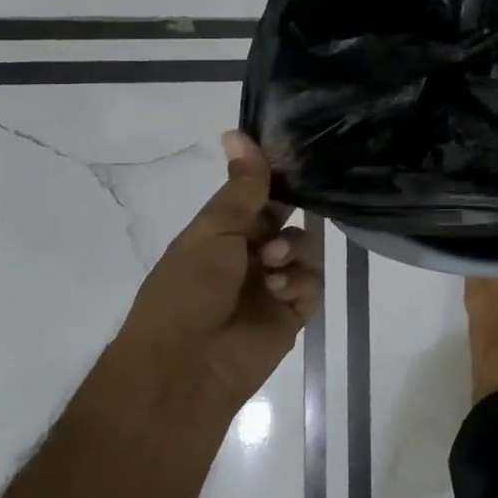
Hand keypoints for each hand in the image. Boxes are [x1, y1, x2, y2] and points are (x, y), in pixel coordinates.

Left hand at [123, 131, 320, 406]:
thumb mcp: (213, 230)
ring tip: (273, 264)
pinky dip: (298, 282)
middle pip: (285, 220)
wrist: (186, 366)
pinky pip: (311, 283)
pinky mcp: (292, 313)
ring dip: (292, 249)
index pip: (257, 196)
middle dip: (289, 214)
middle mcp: (248, 256)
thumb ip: (241, 187)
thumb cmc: (188, 289)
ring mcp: (271, 285)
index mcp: (221, 234)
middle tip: (288, 211)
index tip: (299, 158)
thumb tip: (237, 132)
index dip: (275, 178)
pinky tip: (279, 290)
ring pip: (303, 249)